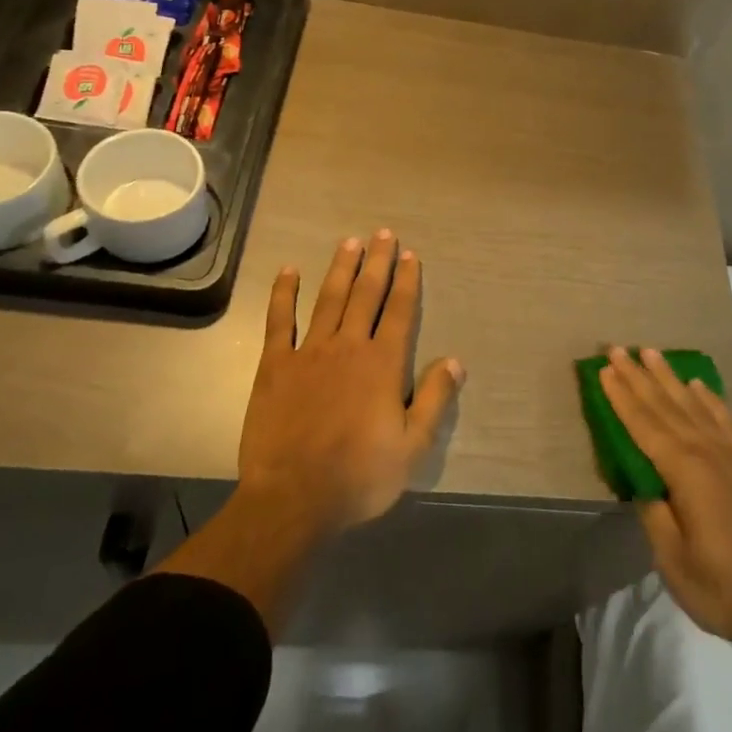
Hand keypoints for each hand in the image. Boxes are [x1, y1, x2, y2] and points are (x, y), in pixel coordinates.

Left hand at [238, 231, 464, 533]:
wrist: (293, 498)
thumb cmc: (359, 476)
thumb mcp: (413, 446)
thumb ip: (435, 400)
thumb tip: (456, 361)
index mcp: (383, 364)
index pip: (400, 311)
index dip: (407, 281)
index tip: (411, 254)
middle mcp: (349, 346)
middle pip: (366, 294)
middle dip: (378, 262)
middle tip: (383, 233)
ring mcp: (309, 352)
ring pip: (328, 299)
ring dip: (340, 268)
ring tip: (349, 241)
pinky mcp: (275, 365)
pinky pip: (279, 321)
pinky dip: (284, 294)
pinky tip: (289, 271)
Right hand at [601, 346, 731, 672]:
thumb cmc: (721, 589)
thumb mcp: (671, 559)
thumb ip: (654, 512)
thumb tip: (644, 481)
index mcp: (686, 472)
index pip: (645, 425)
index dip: (622, 397)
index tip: (604, 369)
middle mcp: (709, 453)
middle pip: (667, 406)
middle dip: (640, 377)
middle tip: (619, 349)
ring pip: (694, 406)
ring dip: (670, 379)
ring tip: (652, 353)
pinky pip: (725, 421)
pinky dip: (710, 400)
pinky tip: (699, 386)